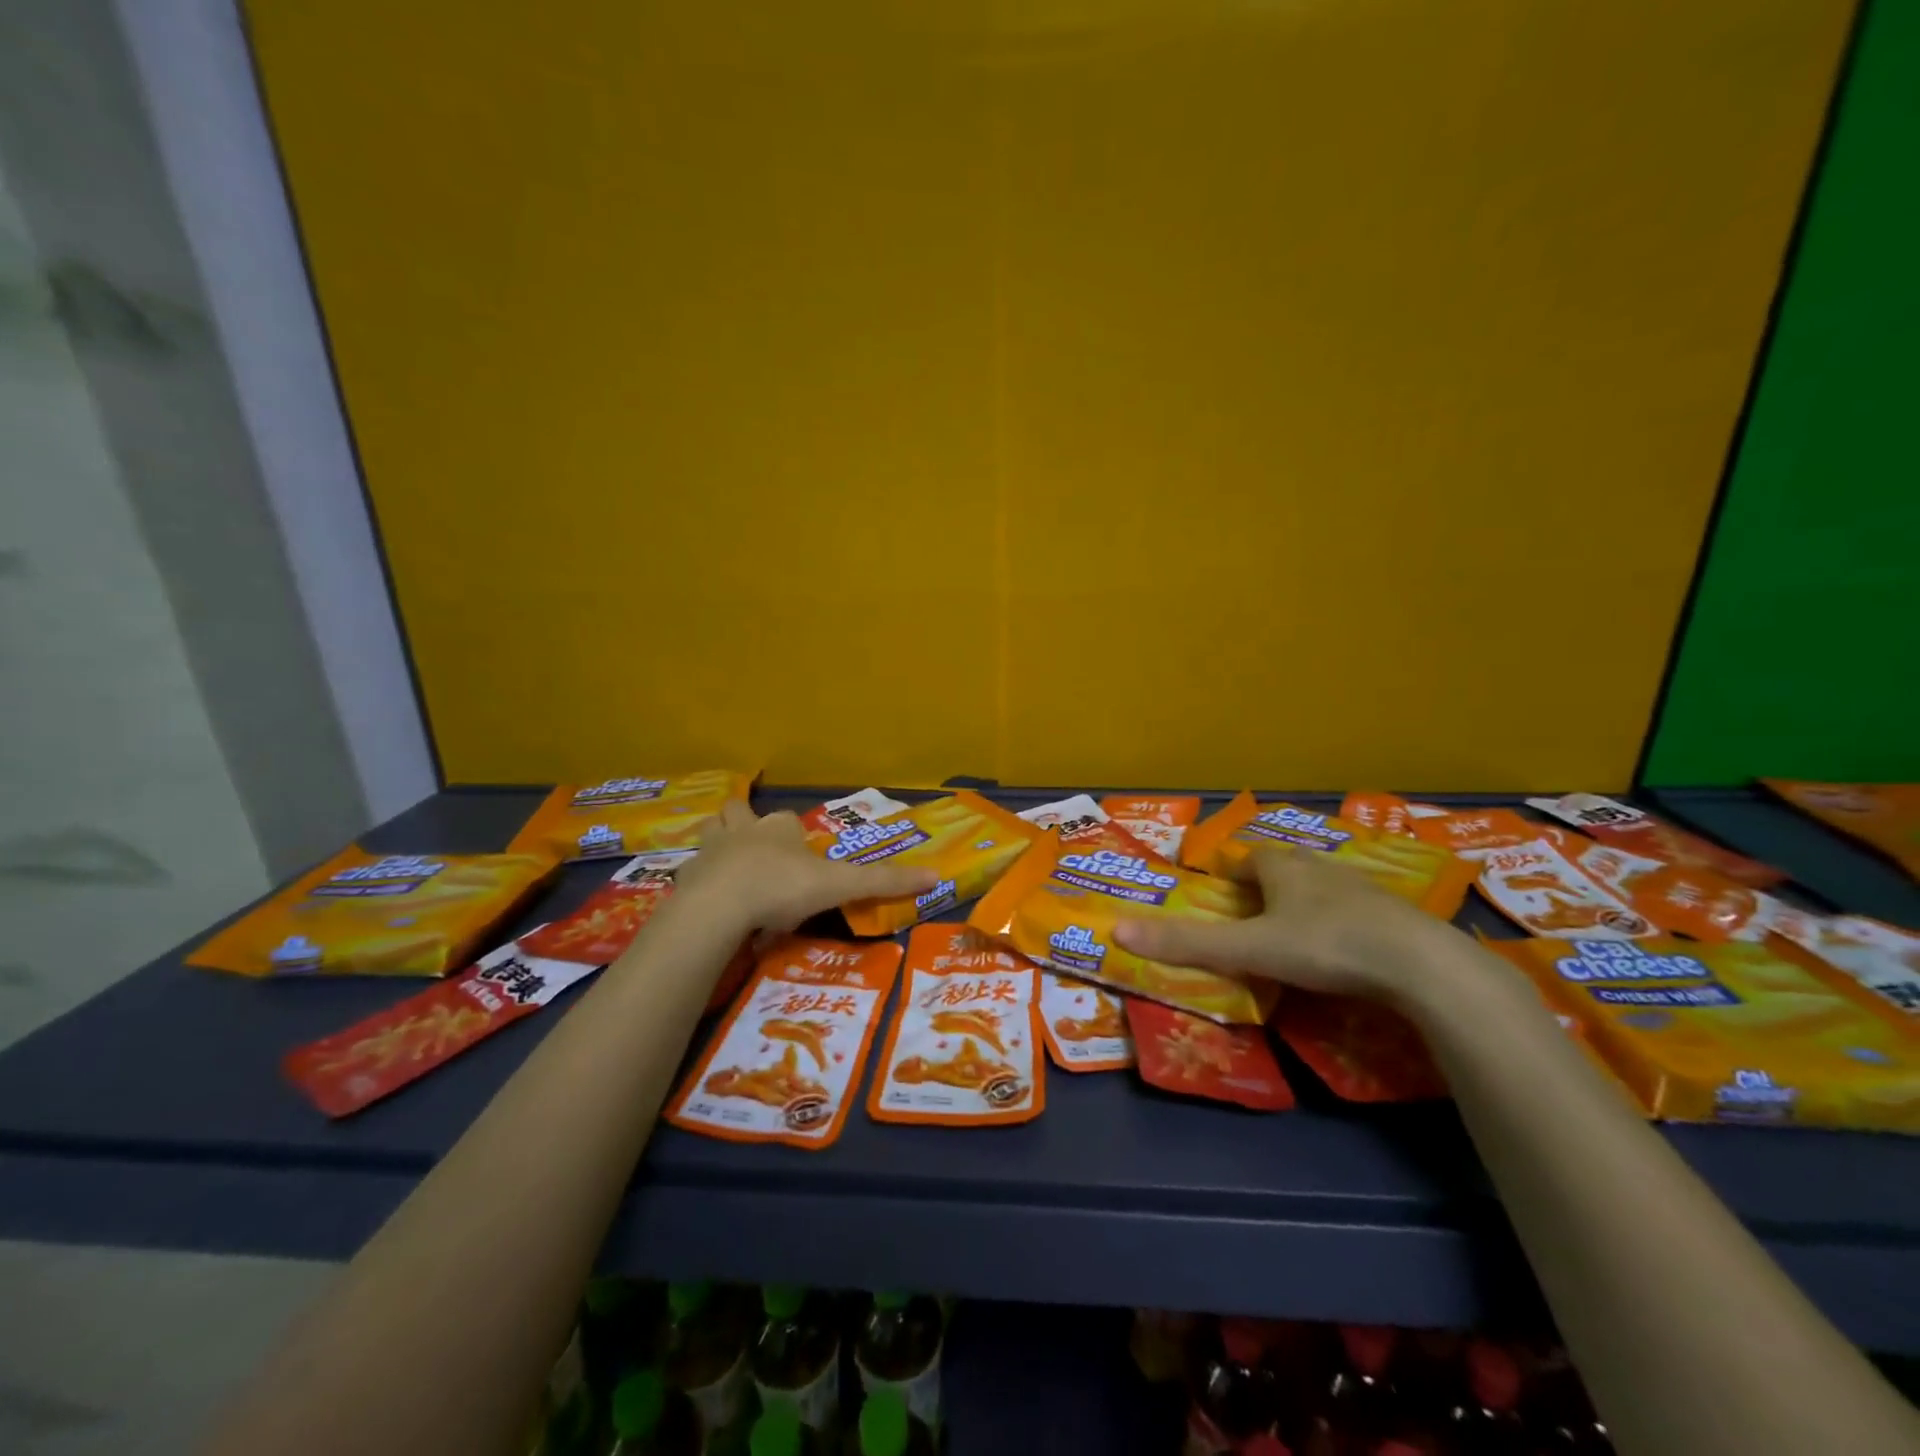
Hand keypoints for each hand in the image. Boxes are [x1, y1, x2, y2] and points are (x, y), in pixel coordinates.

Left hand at [673, 801, 939, 935]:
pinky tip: (708, 903)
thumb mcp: (840, 886)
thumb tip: (935, 875)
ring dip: (718, 843)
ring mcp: (710, 852)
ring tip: (727, 866)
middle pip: (738, 813)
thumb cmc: (782, 887)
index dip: (794, 834)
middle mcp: (743, 830)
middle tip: (753, 847)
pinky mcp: (685, 879)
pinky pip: (692, 874)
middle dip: (744, 822)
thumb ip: (884, 881)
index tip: (802, 857)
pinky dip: (700, 882)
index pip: (788, 820)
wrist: (718, 907)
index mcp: (779, 828)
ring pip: (710, 833)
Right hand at [1114, 847, 1472, 1003]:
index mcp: (1283, 868)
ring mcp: (1362, 889)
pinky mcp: (1396, 916)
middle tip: (1254, 908)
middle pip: (1287, 865)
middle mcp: (1320, 868)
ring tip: (1295, 926)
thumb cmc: (1324, 945)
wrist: (1420, 965)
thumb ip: (1187, 944)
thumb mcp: (1248, 948)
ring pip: (1324, 884)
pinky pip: (1358, 910)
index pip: (1250, 856)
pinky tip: (1344, 946)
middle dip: (1269, 880)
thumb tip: (1117, 929)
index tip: (1222, 887)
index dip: (1233, 868)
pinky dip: (1343, 921)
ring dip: (1307, 898)